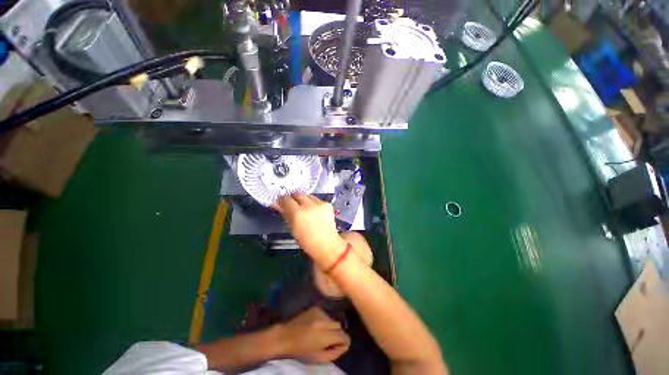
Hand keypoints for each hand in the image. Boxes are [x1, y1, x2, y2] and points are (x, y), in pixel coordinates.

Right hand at [273, 193, 346, 269]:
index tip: (282, 203)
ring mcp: (320, 204)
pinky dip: (313, 204)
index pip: (286, 199)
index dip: (283, 200)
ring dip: (304, 200)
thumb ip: (285, 213)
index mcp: (297, 213)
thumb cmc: (306, 240)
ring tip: (305, 210)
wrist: (326, 244)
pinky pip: (317, 200)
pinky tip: (315, 212)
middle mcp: (308, 205)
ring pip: (308, 195)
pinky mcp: (328, 204)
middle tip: (293, 205)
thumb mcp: (292, 228)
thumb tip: (277, 203)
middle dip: (293, 198)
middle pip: (297, 194)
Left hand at [276, 307, 350, 362]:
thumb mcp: (319, 358)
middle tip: (329, 341)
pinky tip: (315, 325)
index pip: (344, 336)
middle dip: (337, 334)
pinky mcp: (315, 308)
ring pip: (333, 320)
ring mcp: (320, 312)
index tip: (339, 346)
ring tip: (321, 333)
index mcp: (325, 335)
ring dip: (330, 327)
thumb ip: (335, 353)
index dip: (344, 343)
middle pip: (340, 327)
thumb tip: (344, 345)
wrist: (285, 337)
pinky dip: (324, 321)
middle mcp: (324, 321)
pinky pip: (325, 315)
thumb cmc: (301, 351)